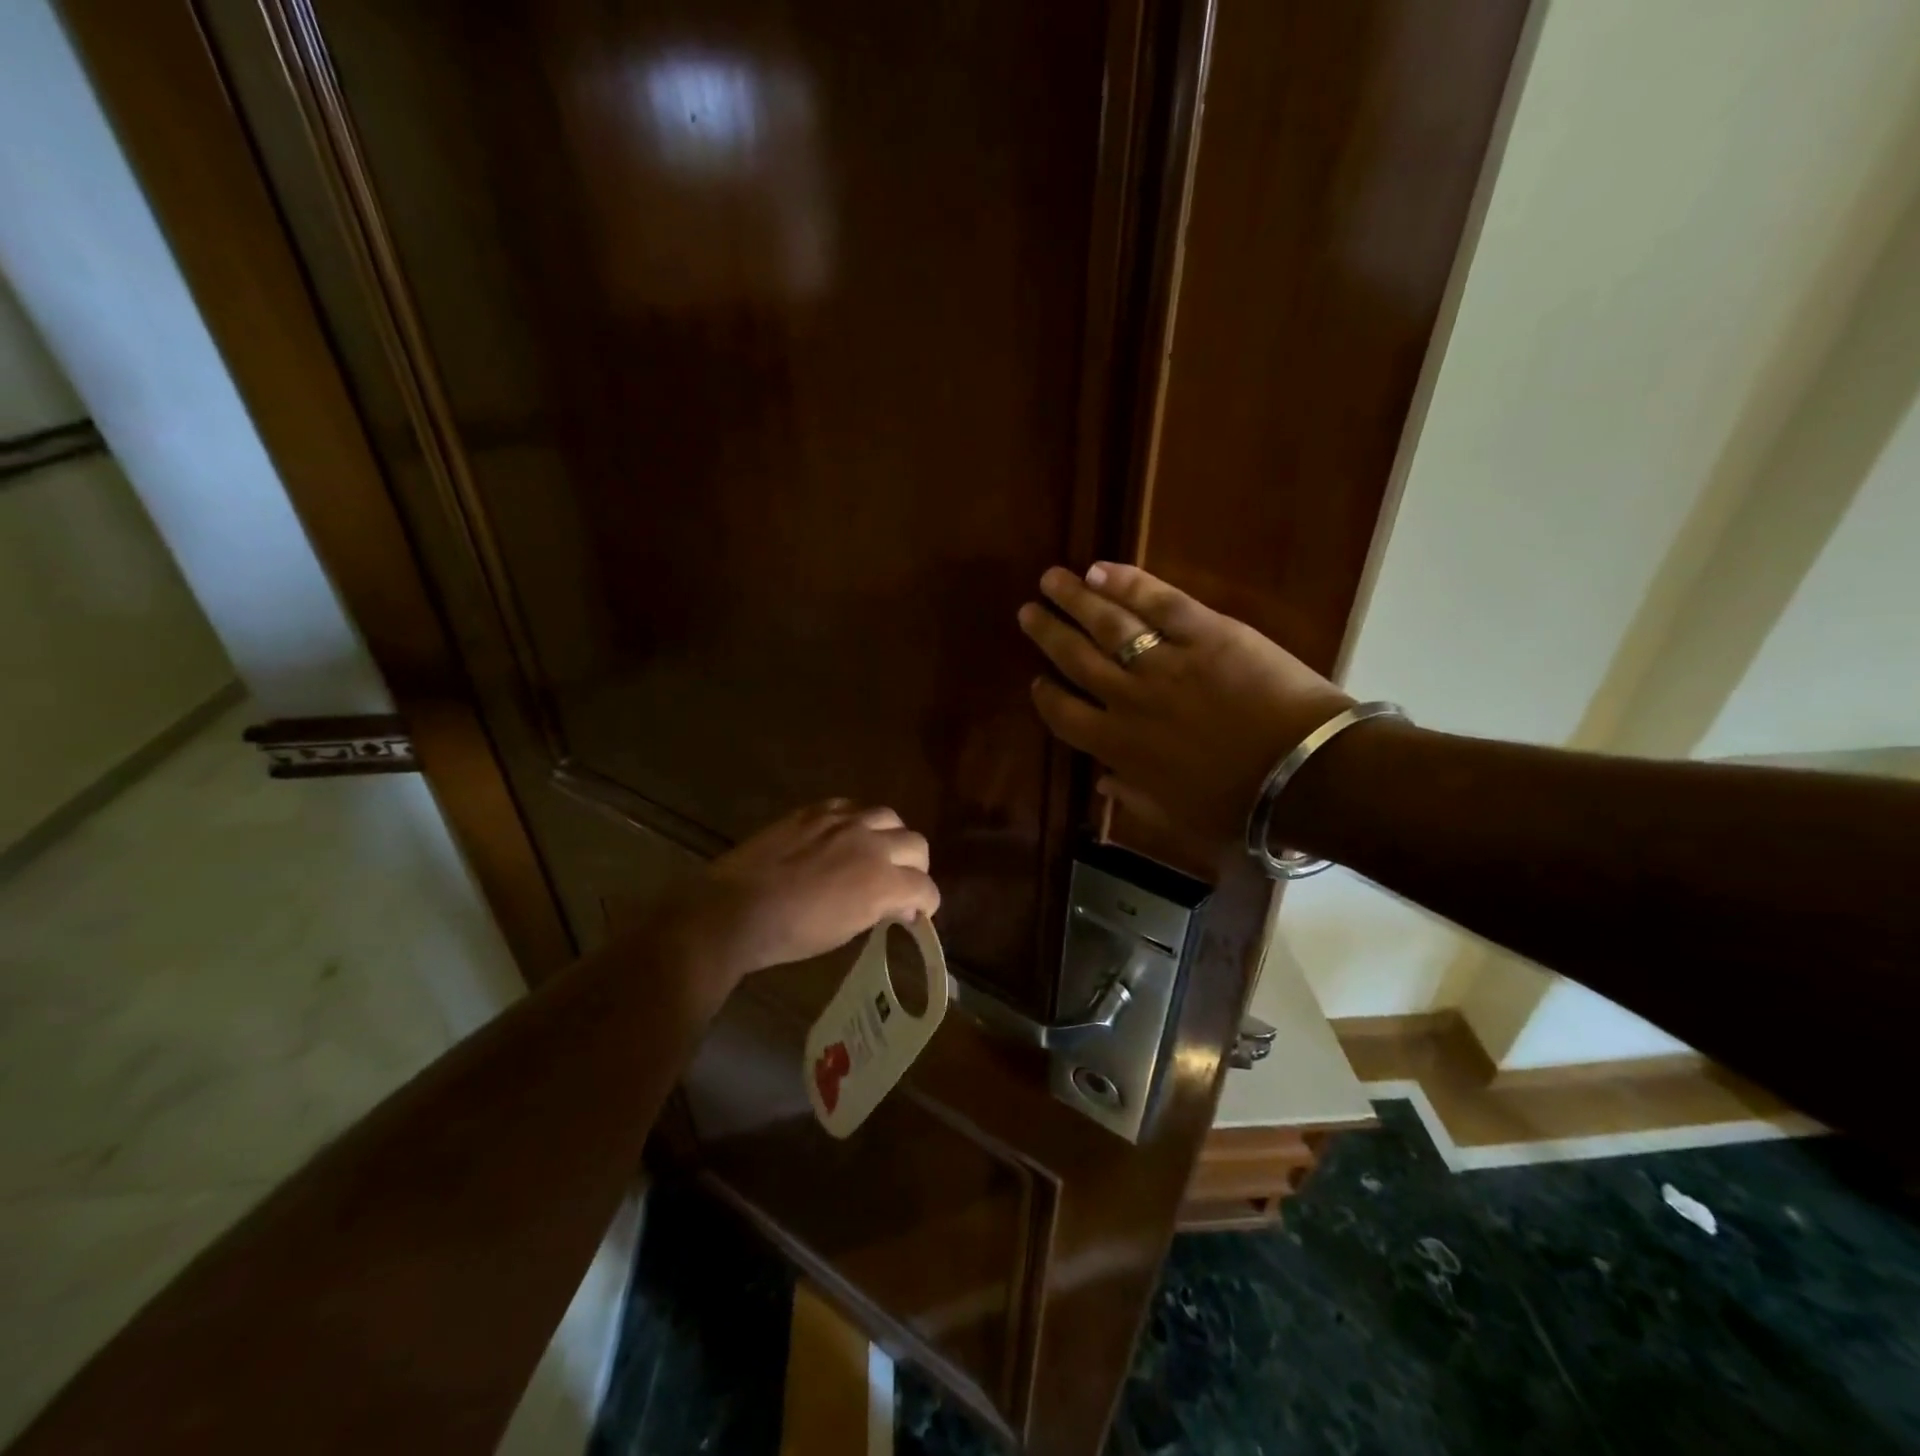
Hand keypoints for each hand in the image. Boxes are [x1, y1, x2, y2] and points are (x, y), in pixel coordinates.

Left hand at [651, 800, 940, 995]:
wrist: (735, 909)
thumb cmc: (791, 934)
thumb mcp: (846, 930)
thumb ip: (878, 909)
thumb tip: (896, 904)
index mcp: (882, 882)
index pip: (925, 887)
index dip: (926, 902)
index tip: (916, 912)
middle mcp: (871, 843)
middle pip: (916, 844)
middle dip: (916, 866)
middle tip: (900, 882)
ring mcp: (843, 821)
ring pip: (888, 816)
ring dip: (890, 836)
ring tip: (875, 851)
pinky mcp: (815, 810)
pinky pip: (851, 806)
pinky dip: (858, 821)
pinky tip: (845, 835)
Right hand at [1017, 563, 1352, 857]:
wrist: (1304, 775)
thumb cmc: (1240, 807)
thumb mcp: (1176, 819)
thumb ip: (1133, 799)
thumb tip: (1103, 784)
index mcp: (1119, 747)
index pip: (1065, 715)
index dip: (1047, 696)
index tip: (1037, 681)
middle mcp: (1128, 699)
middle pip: (1076, 658)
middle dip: (1048, 633)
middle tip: (1028, 612)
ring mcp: (1164, 662)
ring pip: (1107, 624)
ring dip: (1075, 599)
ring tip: (1051, 579)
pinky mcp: (1204, 633)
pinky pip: (1157, 602)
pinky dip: (1127, 583)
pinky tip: (1101, 570)